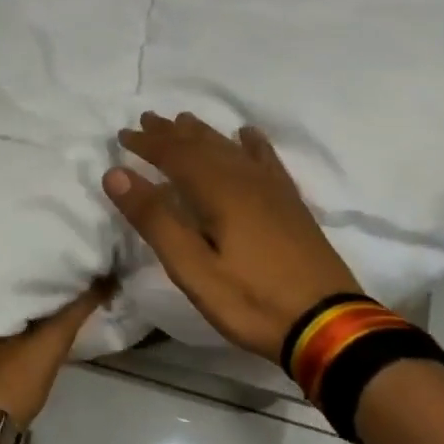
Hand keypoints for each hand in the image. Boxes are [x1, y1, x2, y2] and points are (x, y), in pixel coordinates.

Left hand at [0, 282, 112, 426]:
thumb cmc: (11, 380)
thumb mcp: (49, 343)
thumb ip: (75, 311)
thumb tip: (105, 279)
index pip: (6, 276)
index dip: (30, 268)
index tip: (53, 261)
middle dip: (23, 290)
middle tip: (52, 280)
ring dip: (17, 314)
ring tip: (43, 303)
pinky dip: (8, 334)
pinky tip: (22, 335)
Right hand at [105, 113, 362, 361]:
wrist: (327, 324)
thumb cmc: (251, 300)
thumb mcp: (192, 268)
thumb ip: (155, 219)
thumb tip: (116, 174)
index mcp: (219, 192)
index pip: (175, 155)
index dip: (148, 143)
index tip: (122, 134)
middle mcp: (245, 180)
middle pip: (203, 145)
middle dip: (172, 133)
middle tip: (148, 119)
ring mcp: (272, 190)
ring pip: (231, 149)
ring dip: (204, 134)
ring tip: (185, 121)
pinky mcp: (290, 204)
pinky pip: (267, 161)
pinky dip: (252, 144)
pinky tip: (247, 136)